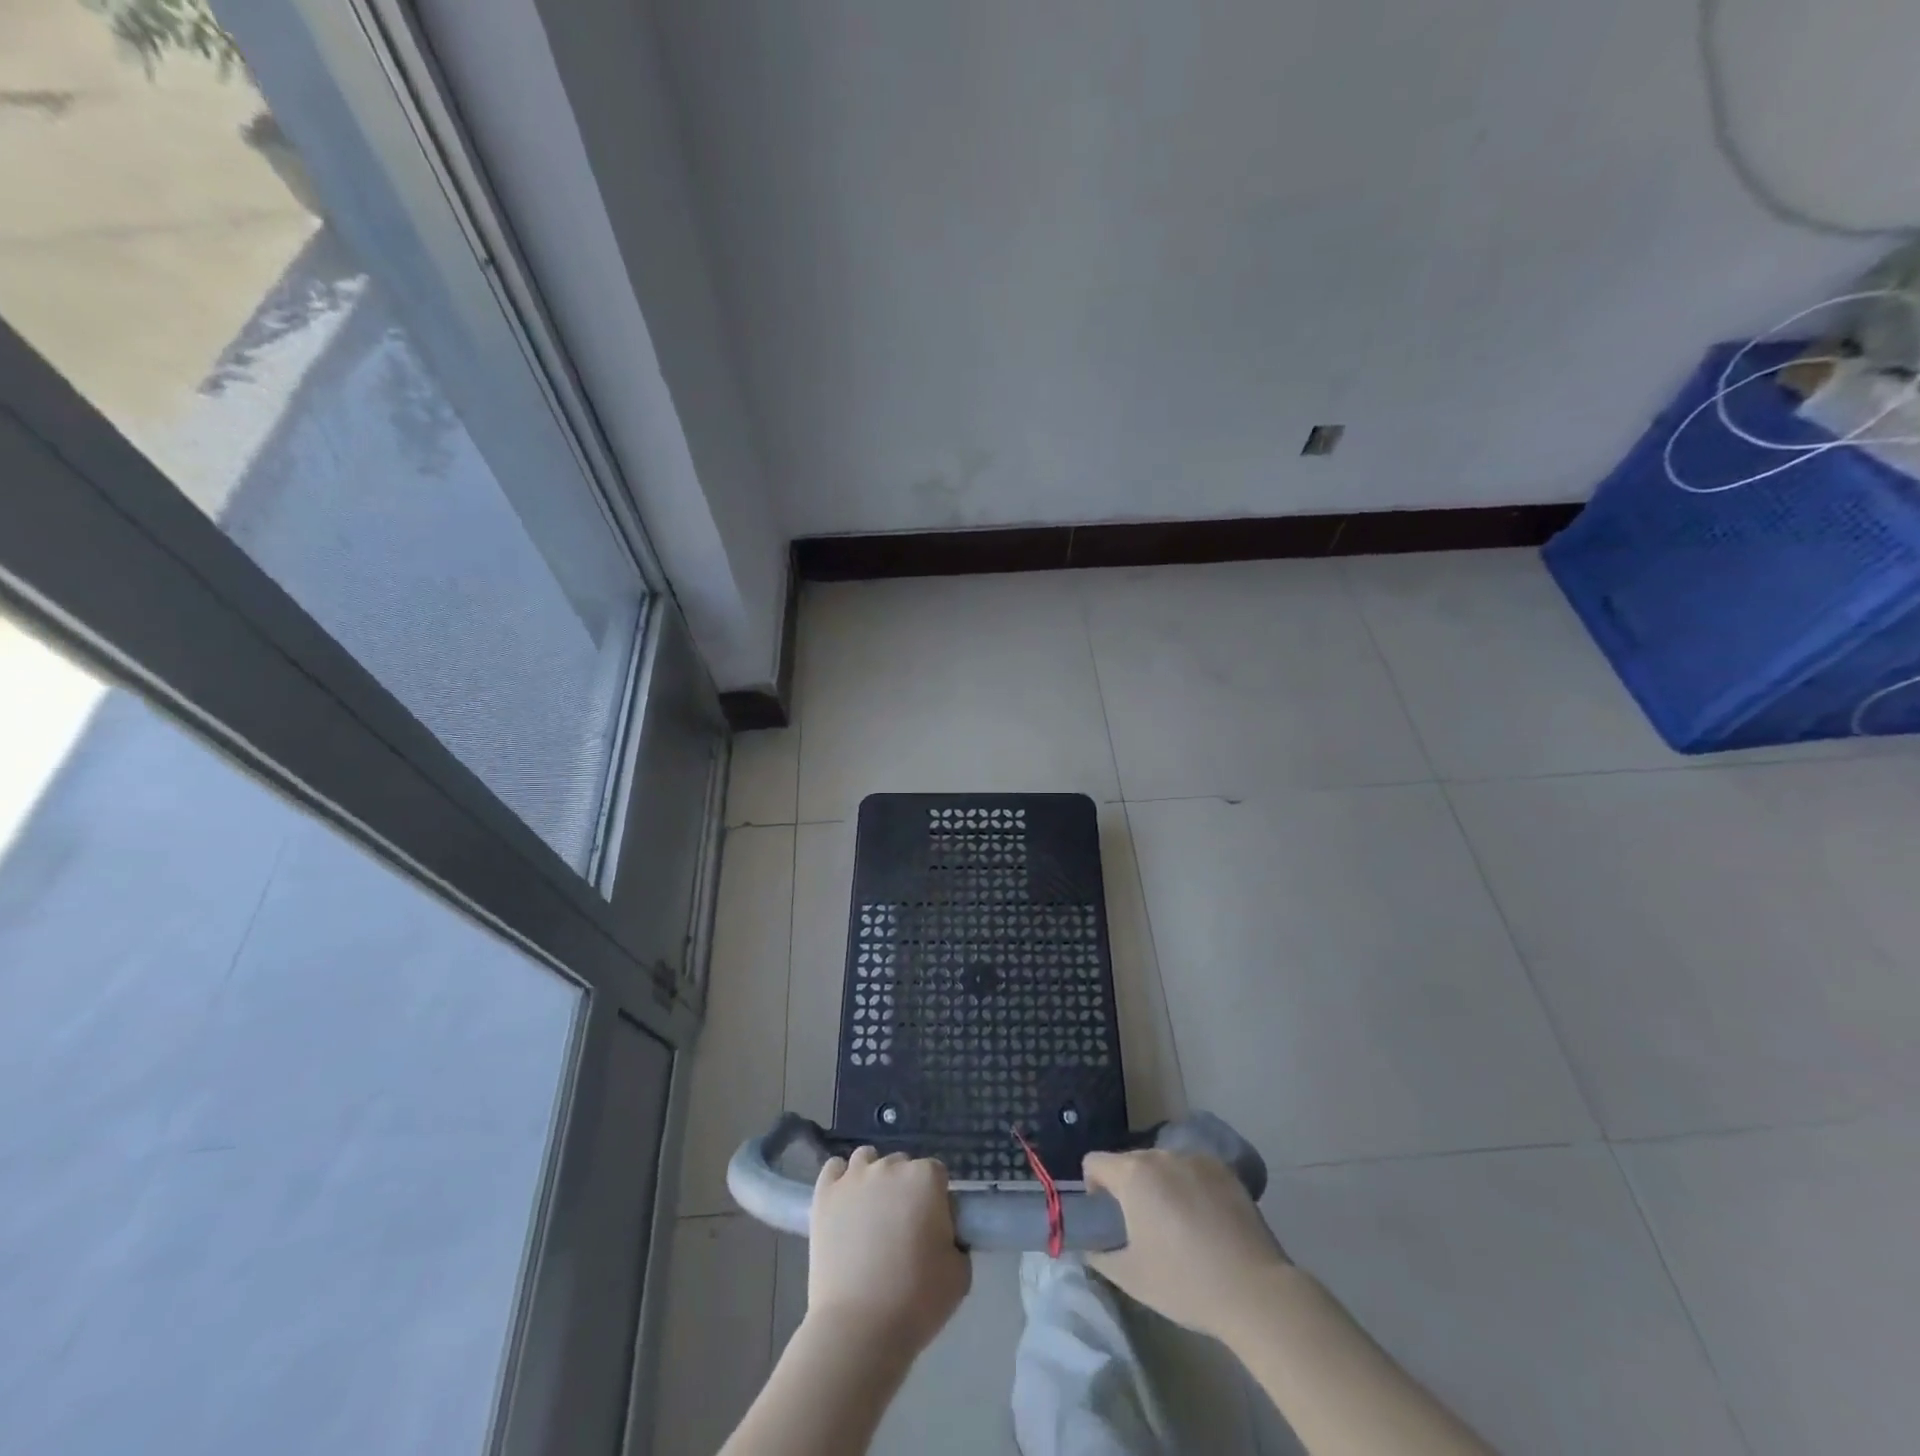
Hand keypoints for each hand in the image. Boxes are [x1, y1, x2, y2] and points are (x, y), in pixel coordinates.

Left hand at [807, 1147, 970, 1352]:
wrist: (859, 1328)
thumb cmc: (917, 1301)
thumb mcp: (960, 1274)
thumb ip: (956, 1241)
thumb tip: (943, 1234)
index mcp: (926, 1178)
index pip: (937, 1174)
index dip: (936, 1200)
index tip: (933, 1228)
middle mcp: (890, 1166)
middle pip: (902, 1165)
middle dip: (905, 1190)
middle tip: (902, 1229)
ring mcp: (854, 1177)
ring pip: (867, 1160)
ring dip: (873, 1179)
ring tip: (871, 1215)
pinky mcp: (824, 1194)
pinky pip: (833, 1168)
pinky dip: (840, 1180)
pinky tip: (844, 1204)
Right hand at [1084, 1149, 1288, 1343]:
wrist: (1255, 1291)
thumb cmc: (1185, 1283)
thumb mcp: (1130, 1277)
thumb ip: (1099, 1254)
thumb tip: (1089, 1243)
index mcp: (1133, 1174)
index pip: (1094, 1162)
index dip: (1093, 1188)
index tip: (1109, 1219)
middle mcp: (1161, 1155)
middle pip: (1130, 1162)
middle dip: (1129, 1189)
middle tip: (1145, 1230)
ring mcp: (1196, 1158)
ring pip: (1163, 1166)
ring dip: (1160, 1186)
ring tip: (1180, 1227)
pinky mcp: (1224, 1170)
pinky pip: (1193, 1170)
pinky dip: (1190, 1187)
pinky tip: (1207, 1222)